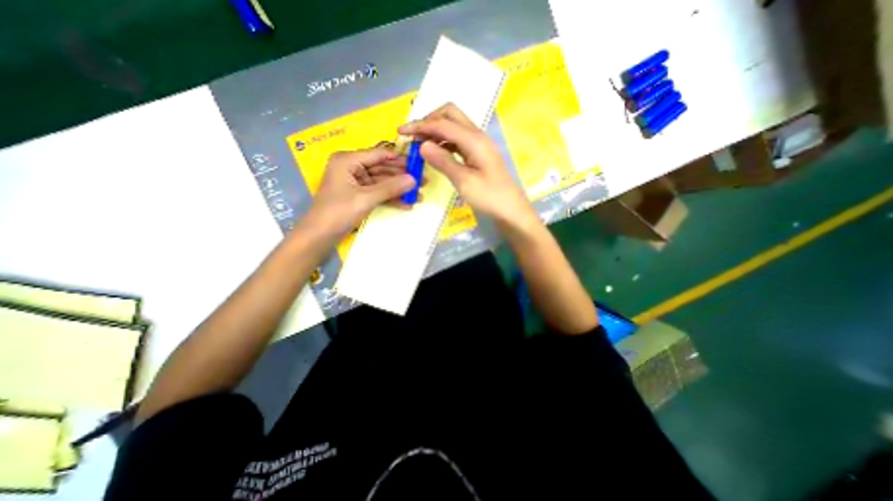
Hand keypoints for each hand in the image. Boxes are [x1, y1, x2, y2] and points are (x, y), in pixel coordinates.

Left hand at [298, 145, 412, 241]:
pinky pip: (378, 193)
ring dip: (399, 190)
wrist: (319, 236)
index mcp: (348, 160)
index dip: (400, 159)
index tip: (419, 164)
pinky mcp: (359, 196)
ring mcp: (356, 183)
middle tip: (424, 181)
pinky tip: (407, 204)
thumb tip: (414, 179)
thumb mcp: (366, 198)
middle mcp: (352, 167)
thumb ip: (390, 188)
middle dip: (403, 177)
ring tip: (419, 195)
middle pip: (383, 168)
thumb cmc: (338, 212)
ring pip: (382, 183)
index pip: (379, 154)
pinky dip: (391, 199)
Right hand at [400, 105, 535, 228]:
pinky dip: (444, 141)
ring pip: (454, 125)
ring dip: (436, 130)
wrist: (510, 209)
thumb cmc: (489, 197)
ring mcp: (479, 144)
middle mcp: (477, 136)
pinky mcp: (478, 153)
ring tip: (420, 143)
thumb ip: (443, 162)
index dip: (420, 126)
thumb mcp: (464, 182)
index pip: (442, 124)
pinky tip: (436, 151)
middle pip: (450, 114)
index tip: (402, 132)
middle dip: (429, 120)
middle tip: (413, 135)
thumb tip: (422, 145)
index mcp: (474, 140)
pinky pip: (458, 139)